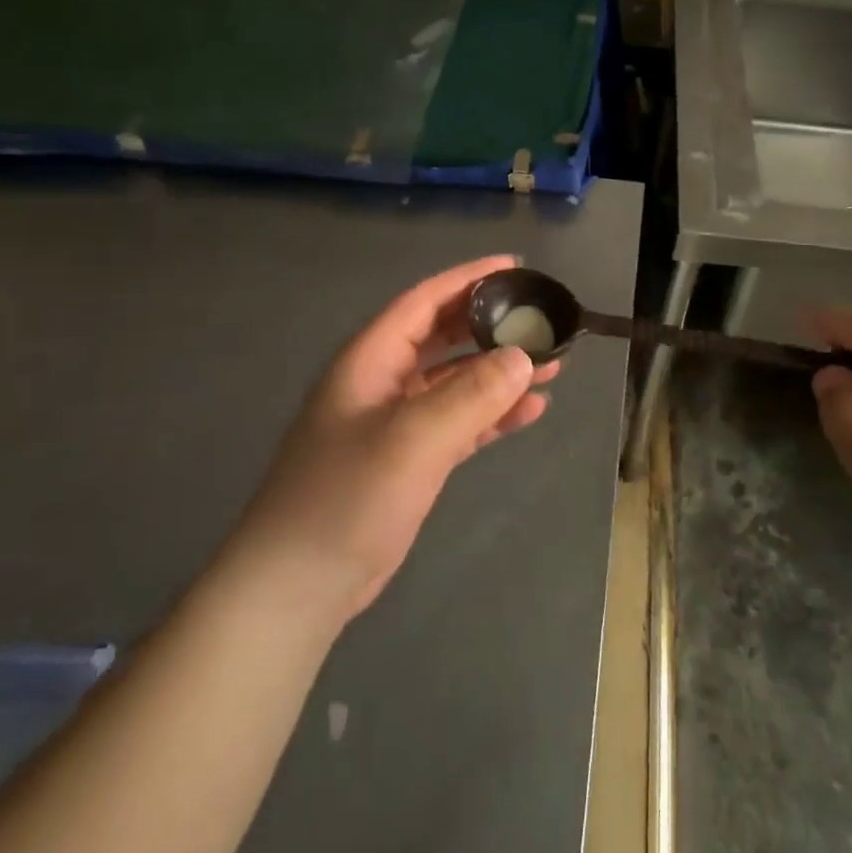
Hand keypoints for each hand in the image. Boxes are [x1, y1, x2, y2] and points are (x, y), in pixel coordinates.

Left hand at [233, 257, 557, 624]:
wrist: (299, 585)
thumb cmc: (348, 496)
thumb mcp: (414, 438)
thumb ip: (472, 394)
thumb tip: (523, 356)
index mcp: (371, 358)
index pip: (425, 300)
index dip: (469, 279)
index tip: (515, 267)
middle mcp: (384, 380)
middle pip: (445, 336)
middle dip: (492, 326)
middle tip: (541, 319)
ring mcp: (396, 421)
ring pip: (457, 380)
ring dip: (500, 372)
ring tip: (552, 365)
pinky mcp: (409, 458)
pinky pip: (459, 421)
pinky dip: (492, 414)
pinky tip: (530, 412)